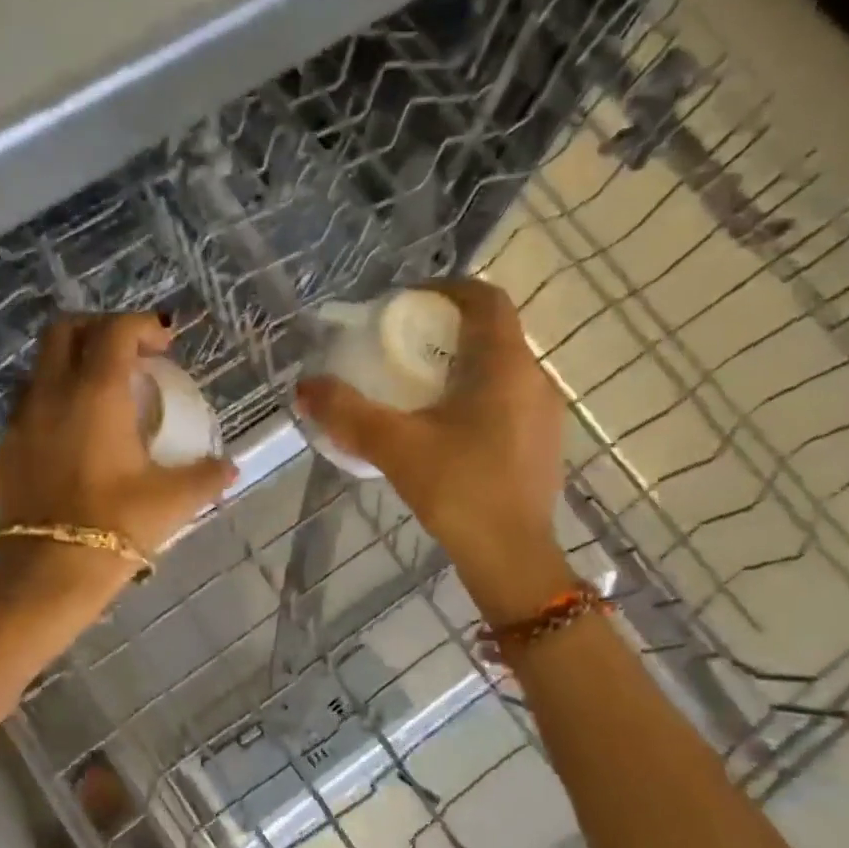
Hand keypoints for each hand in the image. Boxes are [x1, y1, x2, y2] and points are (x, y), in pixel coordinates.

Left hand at [0, 312, 235, 590]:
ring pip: (39, 369)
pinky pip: (25, 411)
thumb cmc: (118, 525)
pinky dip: (50, 407)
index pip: (115, 331)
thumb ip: (206, 476)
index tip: (164, 343)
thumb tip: (230, 468)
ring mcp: (19, 421)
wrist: (47, 572)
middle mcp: (51, 394)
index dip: (142, 326)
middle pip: (64, 331)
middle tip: (127, 355)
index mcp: (96, 393)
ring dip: (69, 367)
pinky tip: (69, 440)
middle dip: (97, 329)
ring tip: (97, 396)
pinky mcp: (2, 450)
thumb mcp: (174, 500)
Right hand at [295, 280, 571, 620]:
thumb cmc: (459, 490)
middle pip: (492, 332)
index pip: (485, 299)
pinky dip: (476, 395)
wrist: (512, 558)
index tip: (406, 303)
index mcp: (505, 366)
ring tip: (417, 388)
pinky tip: (444, 429)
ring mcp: (544, 414)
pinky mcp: (542, 444)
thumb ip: (346, 413)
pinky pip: (508, 399)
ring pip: (501, 368)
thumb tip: (304, 387)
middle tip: (401, 346)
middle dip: (446, 330)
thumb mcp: (394, 447)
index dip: (446, 289)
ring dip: (461, 365)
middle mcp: (534, 379)